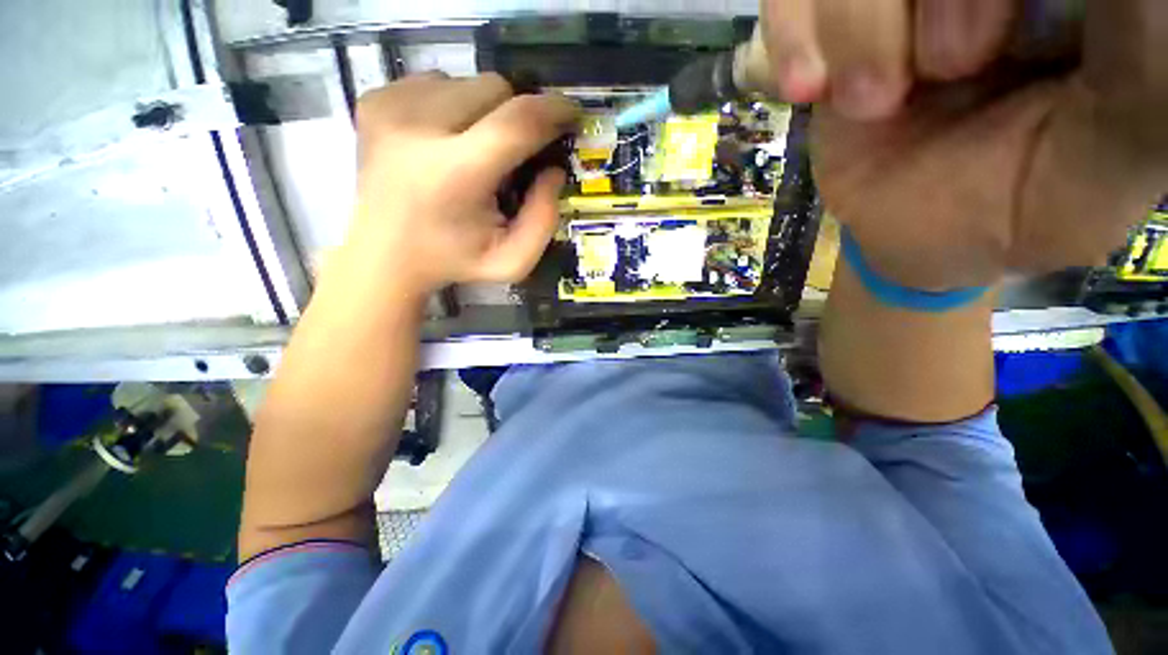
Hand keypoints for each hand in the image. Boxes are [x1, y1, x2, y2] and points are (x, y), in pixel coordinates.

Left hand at [346, 73, 578, 296]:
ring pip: (465, 81)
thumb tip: (554, 169)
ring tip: (474, 149)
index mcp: (455, 174)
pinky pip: (435, 82)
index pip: (517, 121)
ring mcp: (389, 108)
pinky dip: (452, 105)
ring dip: (484, 111)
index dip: (553, 110)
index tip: (571, 115)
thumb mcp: (513, 262)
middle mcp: (417, 128)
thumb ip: (544, 220)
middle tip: (513, 150)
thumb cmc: (455, 261)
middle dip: (516, 115)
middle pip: (494, 88)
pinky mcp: (374, 101)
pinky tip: (444, 141)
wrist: (386, 256)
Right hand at [763, 0, 1167, 289]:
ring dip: (856, 29)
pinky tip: (807, 89)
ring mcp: (895, 0)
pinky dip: (790, 33)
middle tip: (952, 67)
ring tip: (874, 104)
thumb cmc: (1031, 203)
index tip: (987, 48)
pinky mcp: (831, 34)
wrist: (925, 236)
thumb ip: (1145, 63)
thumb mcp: (1114, 151)